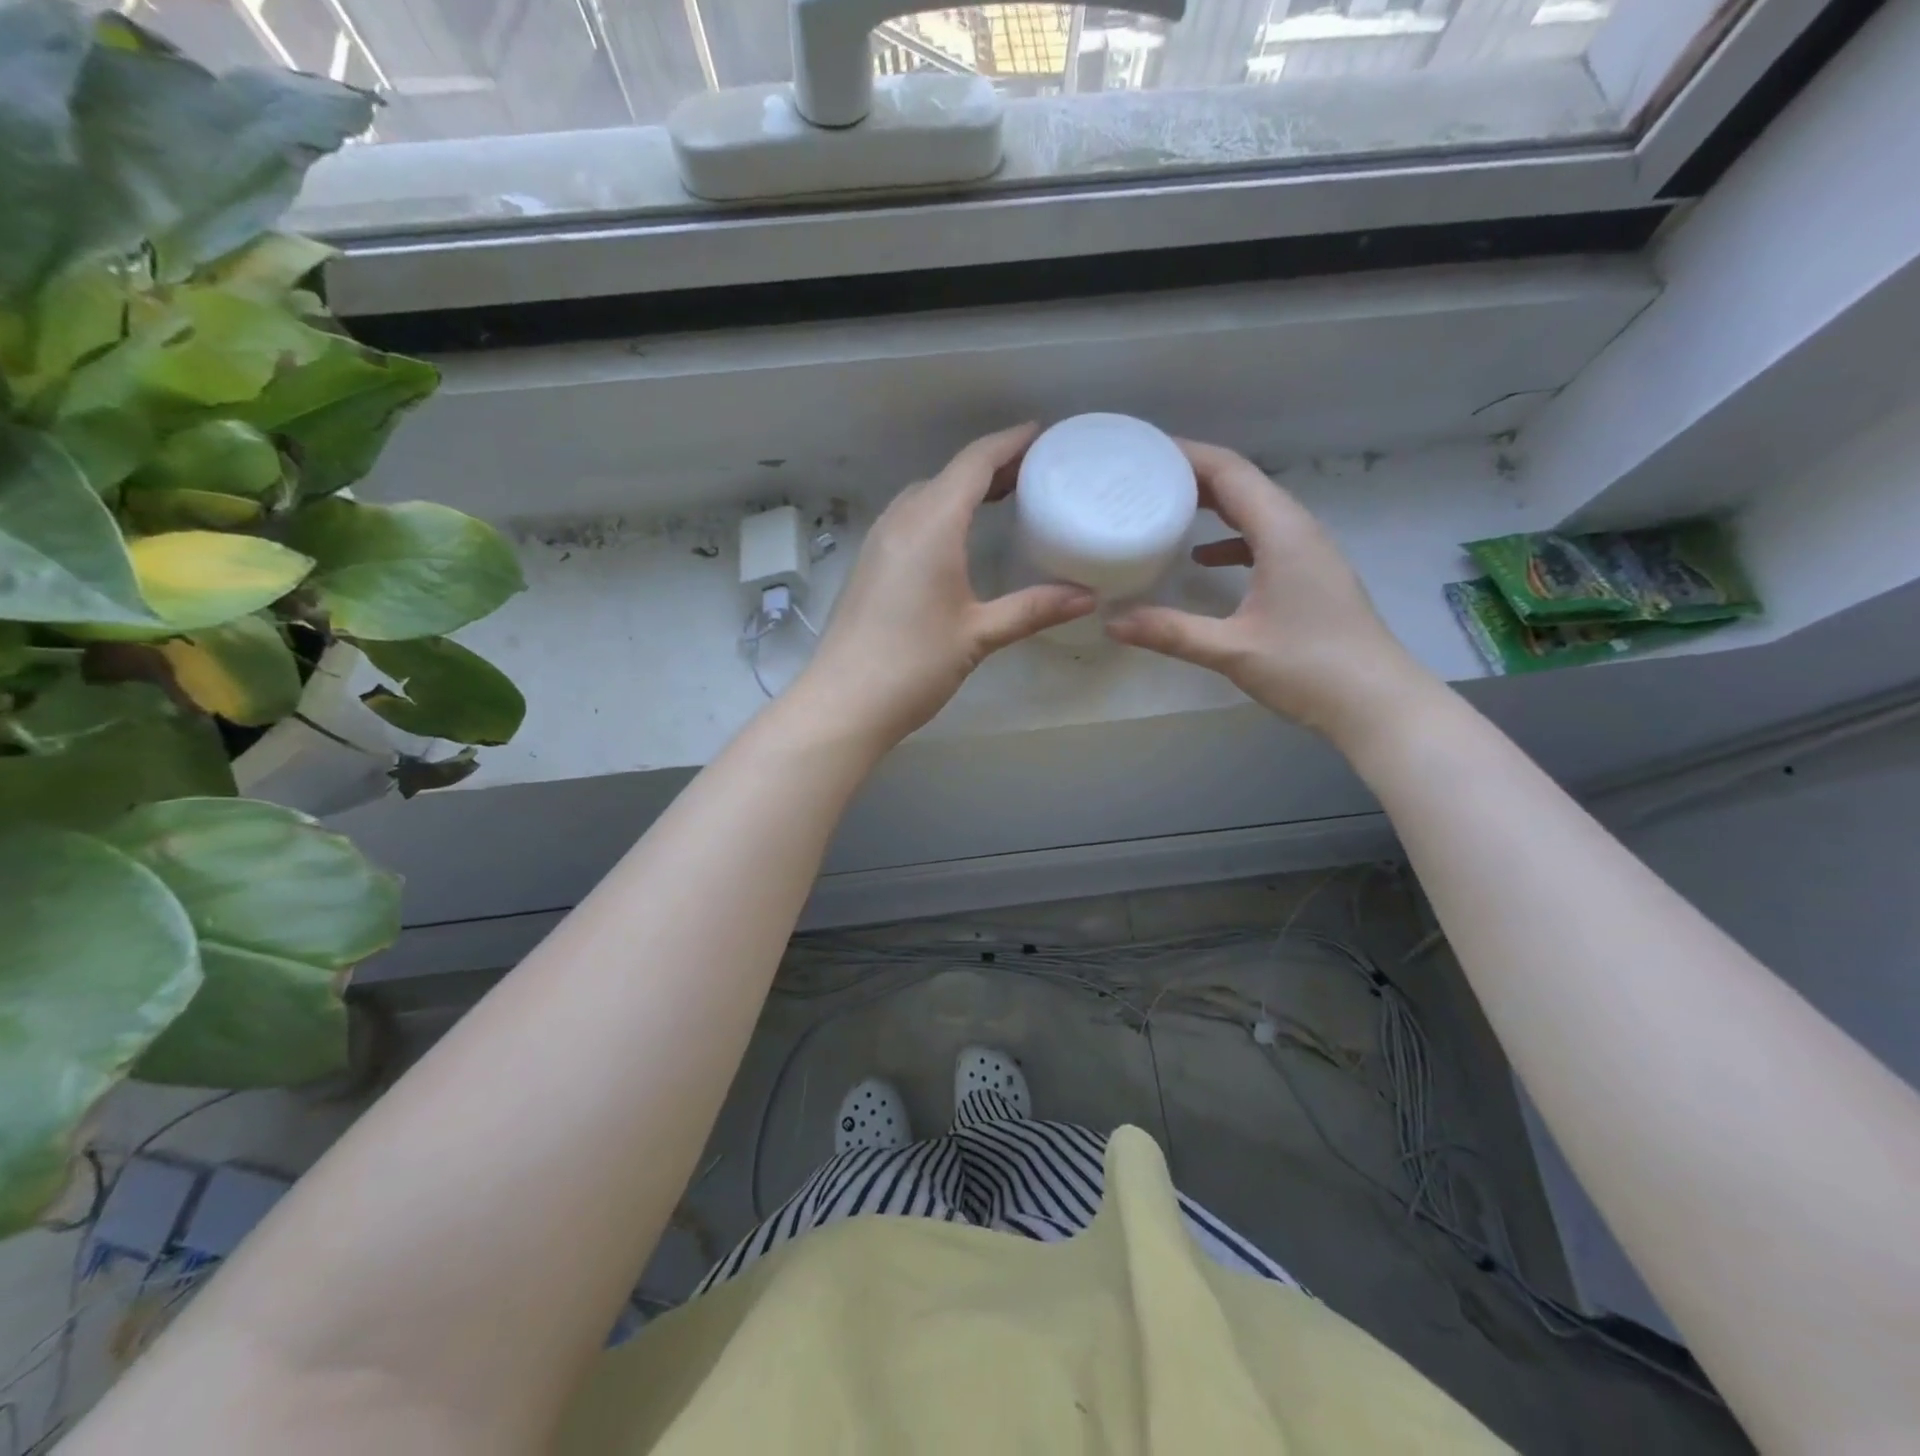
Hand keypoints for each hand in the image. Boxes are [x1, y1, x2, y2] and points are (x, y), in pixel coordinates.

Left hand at [795, 424, 1094, 747]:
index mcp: (931, 525)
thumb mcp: (979, 635)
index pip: (974, 463)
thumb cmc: (913, 665)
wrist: (844, 702)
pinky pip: (911, 518)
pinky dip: (942, 511)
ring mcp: (879, 540)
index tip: (1042, 435)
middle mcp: (901, 520)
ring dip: (964, 488)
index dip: (1010, 443)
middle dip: (992, 466)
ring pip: (927, 495)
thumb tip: (1087, 598)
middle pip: (950, 474)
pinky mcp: (870, 563)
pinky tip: (960, 537)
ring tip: (1004, 499)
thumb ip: (1033, 609)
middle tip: (1036, 472)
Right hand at [1106, 440, 1433, 742]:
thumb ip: (1170, 632)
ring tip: (1165, 506)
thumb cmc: (1309, 668)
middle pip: (1243, 483)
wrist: (1377, 703)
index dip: (1187, 455)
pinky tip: (1203, 557)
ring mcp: (1309, 552)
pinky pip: (1264, 538)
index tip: (1144, 450)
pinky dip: (1230, 536)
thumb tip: (1112, 623)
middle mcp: (1298, 530)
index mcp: (1282, 532)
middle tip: (1143, 476)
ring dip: (1213, 502)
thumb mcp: (1232, 650)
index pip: (1231, 472)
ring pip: (1255, 509)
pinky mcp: (1310, 575)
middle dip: (1194, 474)